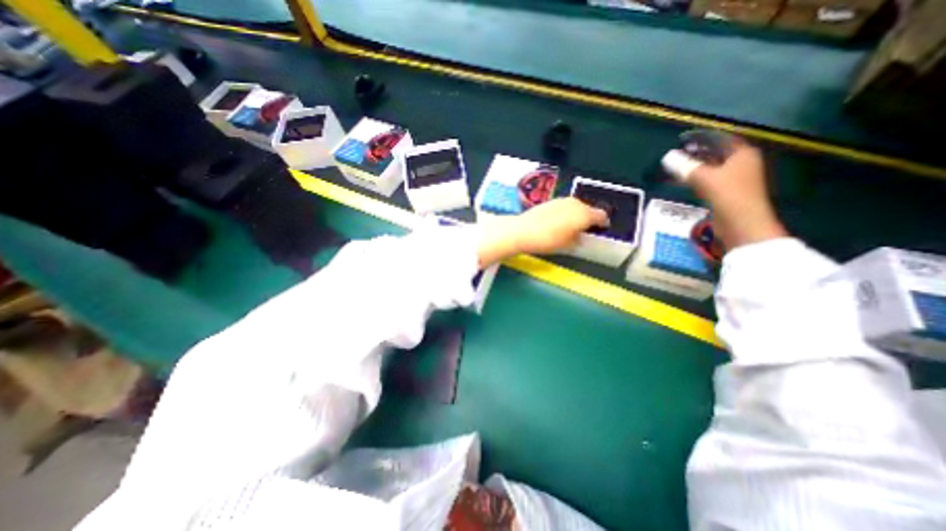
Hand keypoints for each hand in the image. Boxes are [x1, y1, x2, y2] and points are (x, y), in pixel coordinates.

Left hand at [477, 197, 609, 266]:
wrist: (523, 230)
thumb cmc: (549, 240)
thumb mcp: (568, 245)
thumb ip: (579, 239)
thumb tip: (580, 236)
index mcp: (584, 214)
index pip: (601, 216)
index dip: (603, 224)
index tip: (601, 230)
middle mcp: (576, 203)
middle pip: (588, 209)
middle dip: (589, 218)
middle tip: (585, 230)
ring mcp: (562, 200)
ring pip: (576, 206)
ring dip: (577, 214)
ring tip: (571, 226)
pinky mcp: (551, 201)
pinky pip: (565, 206)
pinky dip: (566, 212)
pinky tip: (558, 222)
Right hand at [685, 140, 787, 248]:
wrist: (741, 224)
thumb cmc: (728, 195)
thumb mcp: (704, 178)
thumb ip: (685, 166)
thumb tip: (667, 157)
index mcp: (742, 154)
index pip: (720, 139)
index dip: (702, 138)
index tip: (683, 139)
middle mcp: (741, 163)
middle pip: (715, 153)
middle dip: (696, 153)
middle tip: (677, 153)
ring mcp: (735, 179)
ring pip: (711, 167)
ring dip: (694, 167)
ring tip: (675, 167)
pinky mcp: (726, 192)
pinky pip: (708, 180)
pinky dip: (696, 178)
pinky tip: (683, 181)